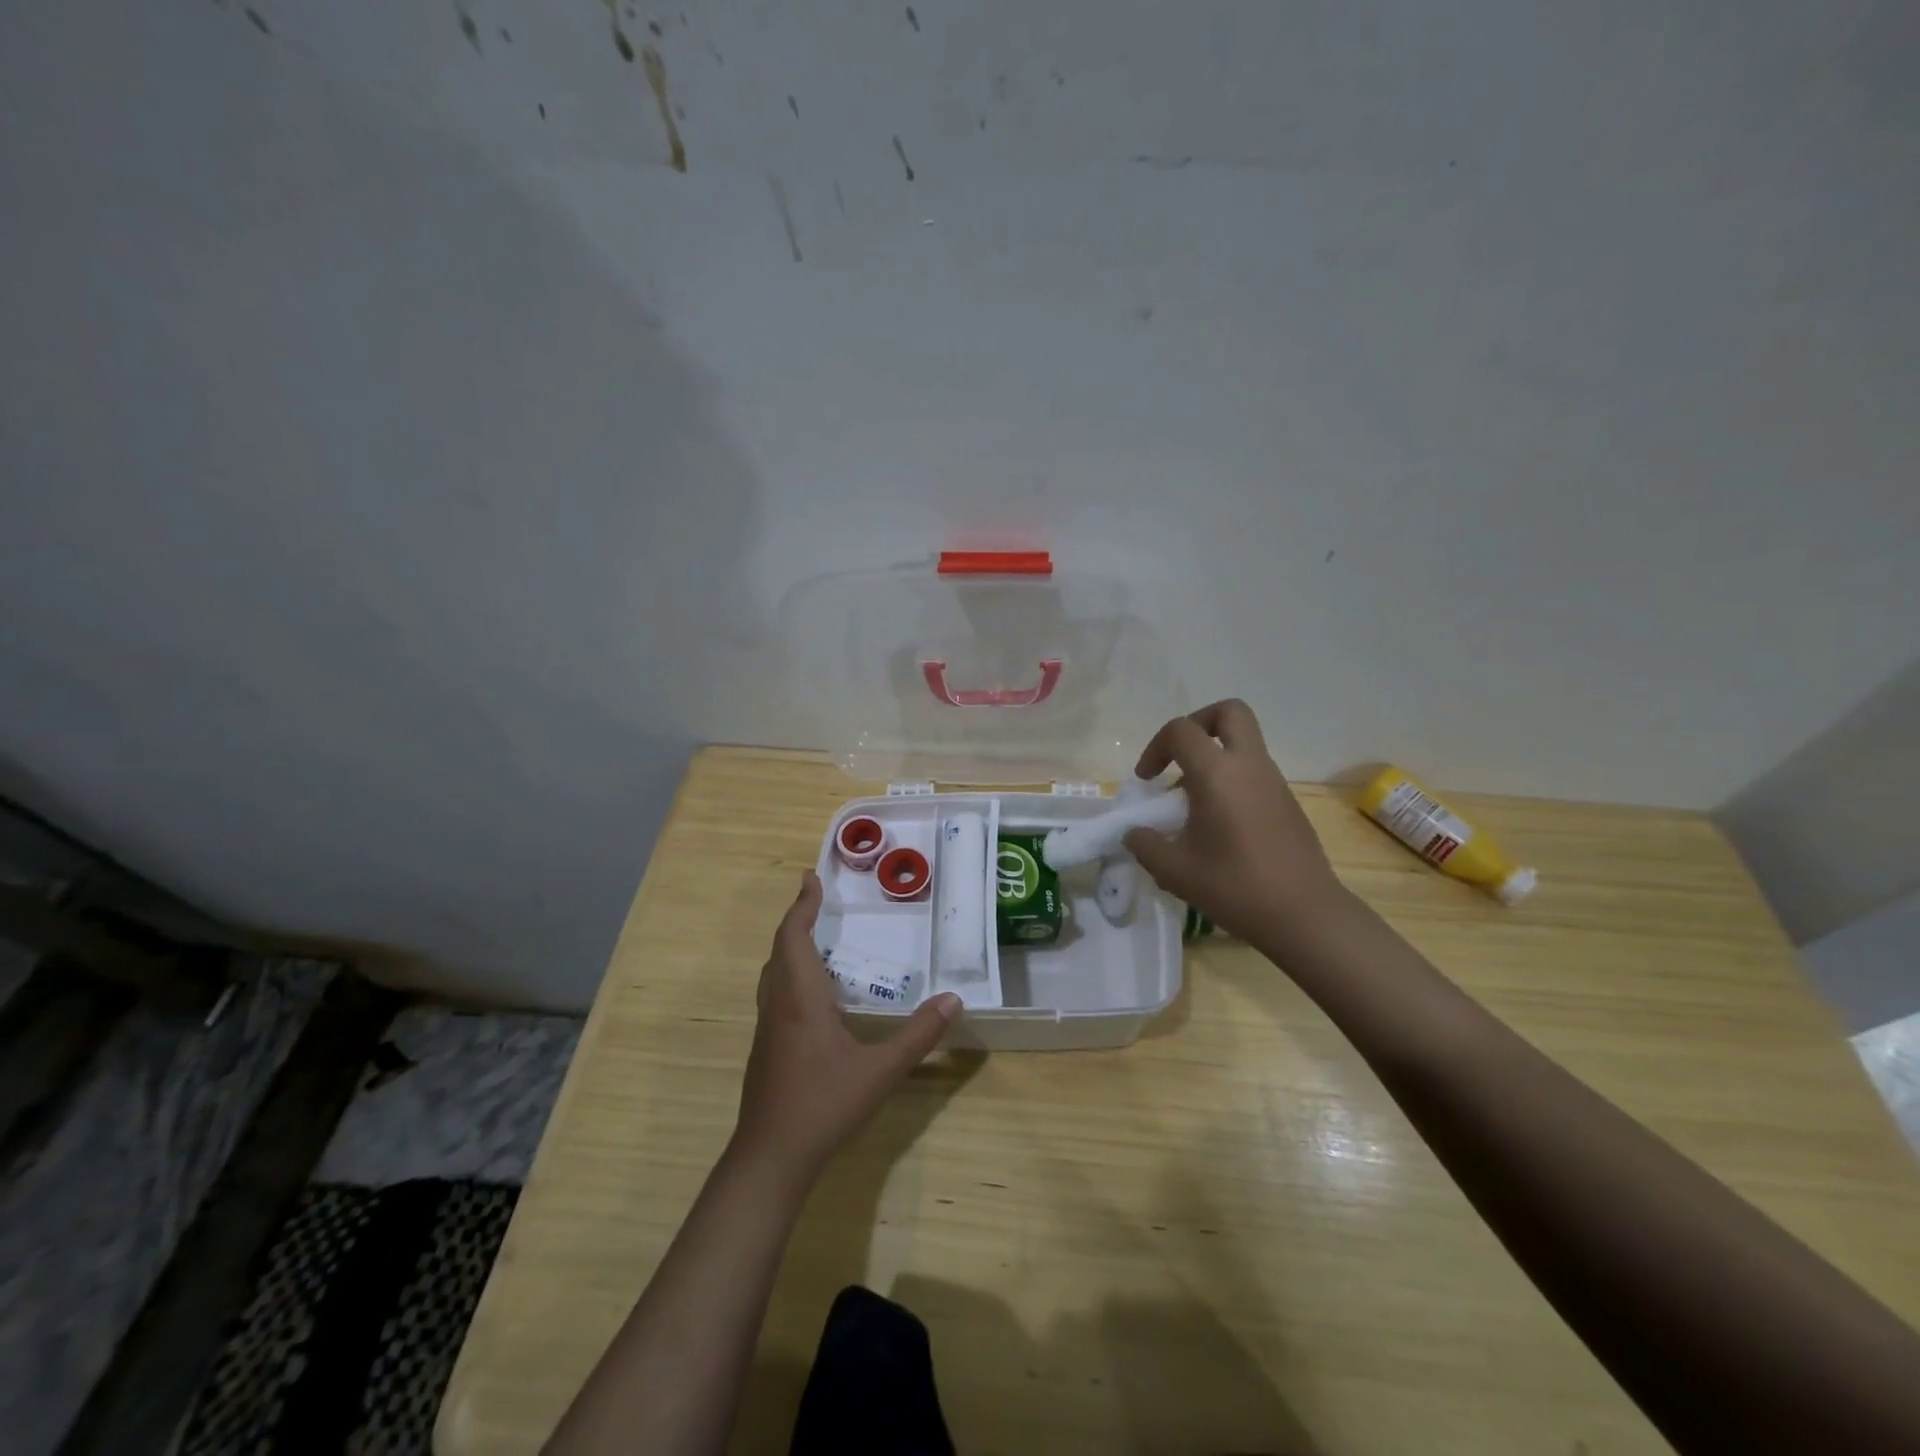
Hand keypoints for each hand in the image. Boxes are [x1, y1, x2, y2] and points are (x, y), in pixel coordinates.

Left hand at [733, 871, 960, 1188]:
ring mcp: (767, 1028)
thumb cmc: (823, 1106)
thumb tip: (954, 1000)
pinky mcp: (766, 1048)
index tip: (811, 877)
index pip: (793, 937)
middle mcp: (778, 1005)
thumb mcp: (880, 1071)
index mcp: (801, 998)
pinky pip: (775, 993)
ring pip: (773, 973)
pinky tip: (812, 993)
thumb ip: (918, 1035)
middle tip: (816, 899)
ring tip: (815, 937)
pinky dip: (790, 973)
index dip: (801, 905)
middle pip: (779, 950)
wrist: (770, 1157)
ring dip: (790, 947)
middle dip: (796, 920)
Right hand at [1123, 699, 1348, 947]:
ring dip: (1214, 757)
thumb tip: (1135, 832)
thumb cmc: (1234, 887)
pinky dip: (1231, 780)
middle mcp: (1249, 766)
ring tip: (1193, 802)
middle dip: (1198, 723)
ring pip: (1243, 743)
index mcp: (1218, 774)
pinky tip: (1219, 824)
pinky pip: (1254, 772)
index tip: (1147, 780)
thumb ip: (1144, 844)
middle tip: (1179, 757)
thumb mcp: (1173, 870)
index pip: (1181, 730)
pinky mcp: (1288, 802)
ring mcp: (1274, 782)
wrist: (1303, 915)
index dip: (1155, 747)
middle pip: (1229, 712)